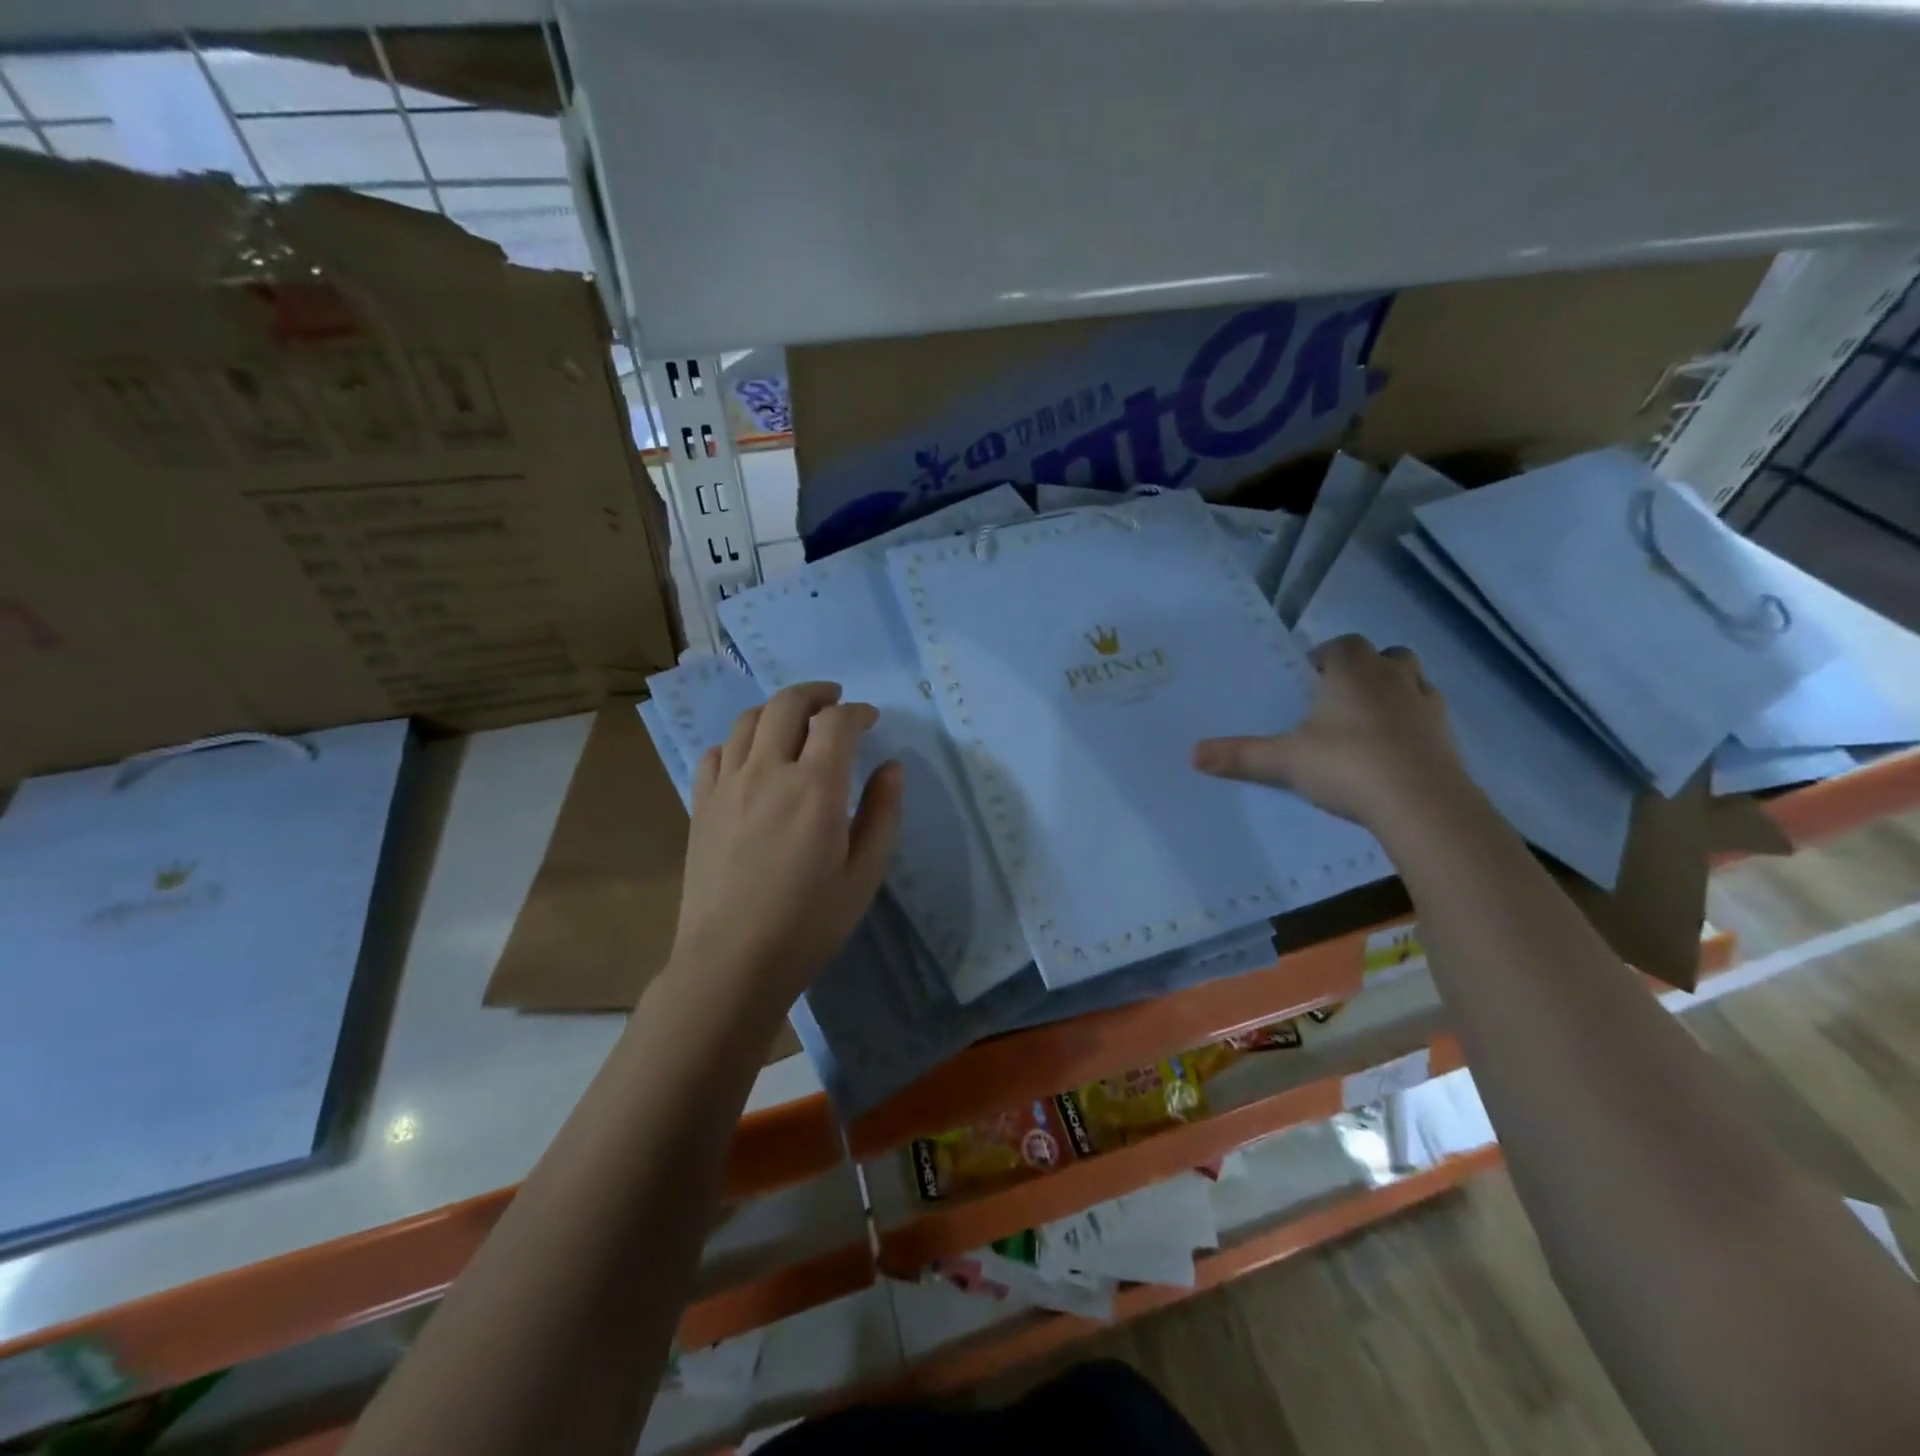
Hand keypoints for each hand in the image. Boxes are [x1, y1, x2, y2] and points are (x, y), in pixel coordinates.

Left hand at [671, 681, 902, 997]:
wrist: (731, 963)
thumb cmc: (808, 924)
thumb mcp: (864, 874)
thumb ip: (882, 814)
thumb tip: (892, 768)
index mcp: (816, 787)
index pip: (836, 722)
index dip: (857, 712)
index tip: (870, 720)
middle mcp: (768, 772)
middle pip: (787, 704)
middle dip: (815, 694)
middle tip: (834, 700)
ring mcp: (728, 785)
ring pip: (748, 721)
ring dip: (776, 710)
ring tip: (793, 721)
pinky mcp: (701, 804)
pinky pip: (717, 752)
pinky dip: (739, 742)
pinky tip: (750, 758)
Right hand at [1191, 634, 1473, 830]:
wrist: (1421, 803)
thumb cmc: (1347, 765)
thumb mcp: (1284, 761)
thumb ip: (1240, 755)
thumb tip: (1192, 754)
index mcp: (1352, 670)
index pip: (1341, 645)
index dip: (1325, 659)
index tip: (1307, 682)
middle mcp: (1393, 676)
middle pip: (1383, 656)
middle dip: (1362, 670)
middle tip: (1337, 700)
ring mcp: (1426, 703)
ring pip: (1411, 680)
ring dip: (1393, 691)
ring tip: (1367, 722)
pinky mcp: (1447, 733)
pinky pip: (1429, 714)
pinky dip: (1413, 723)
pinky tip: (1395, 749)